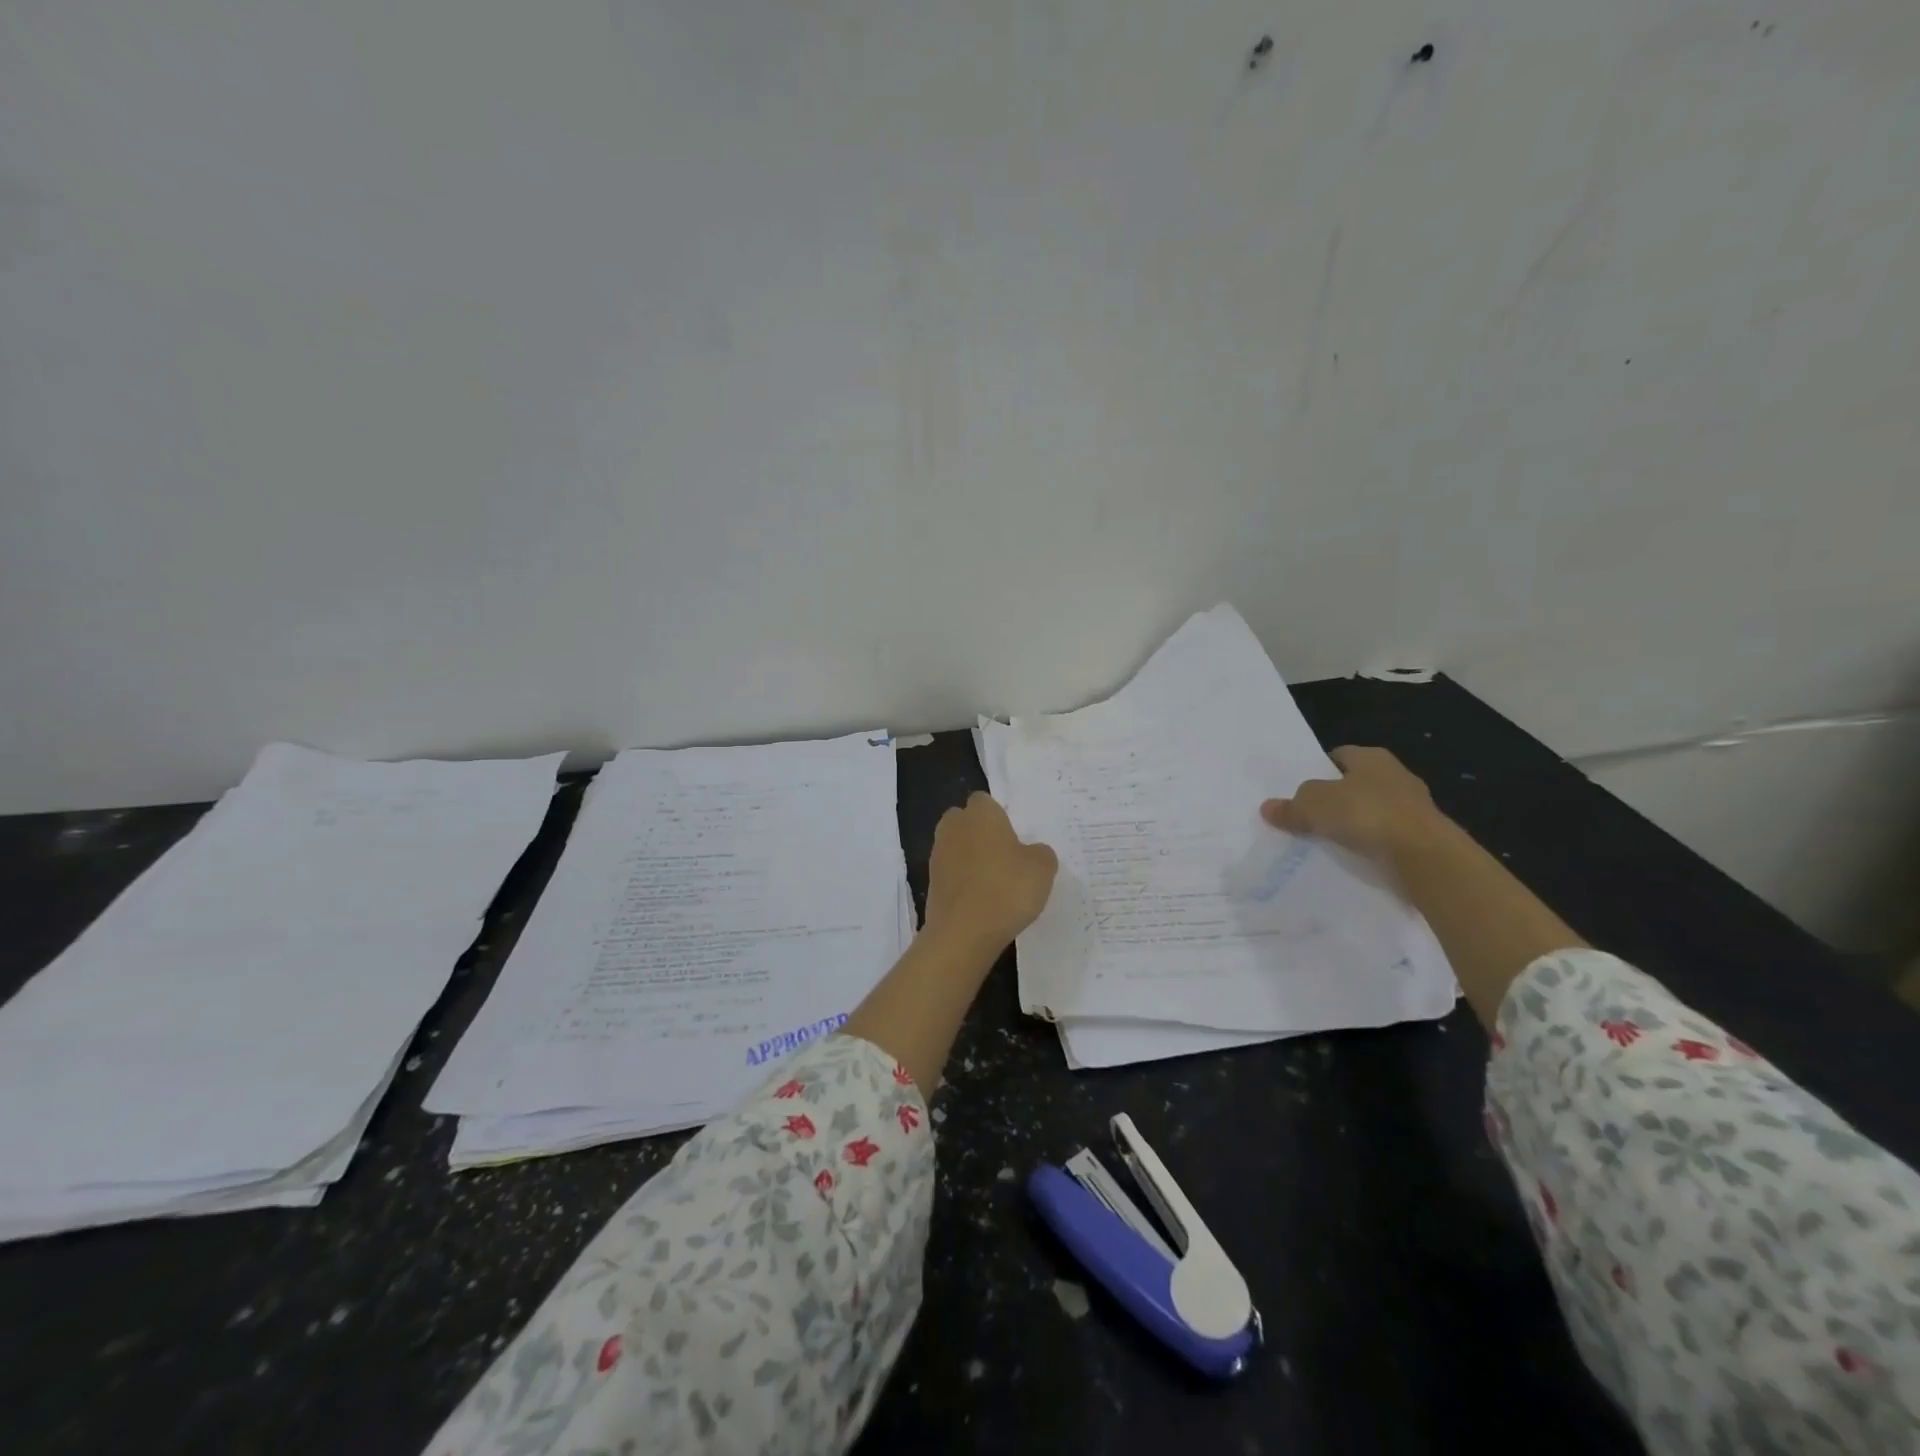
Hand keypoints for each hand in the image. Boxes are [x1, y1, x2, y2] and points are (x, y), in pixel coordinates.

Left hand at [923, 792, 1057, 953]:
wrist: (963, 932)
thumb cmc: (1006, 889)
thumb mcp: (1042, 869)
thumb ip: (1040, 853)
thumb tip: (1031, 852)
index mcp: (980, 813)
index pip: (985, 801)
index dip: (999, 815)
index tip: (1015, 835)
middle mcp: (954, 826)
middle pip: (965, 821)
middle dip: (980, 833)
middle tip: (1005, 855)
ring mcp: (938, 854)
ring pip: (956, 846)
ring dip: (970, 858)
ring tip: (995, 882)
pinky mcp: (931, 882)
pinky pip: (951, 872)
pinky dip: (963, 881)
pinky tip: (981, 900)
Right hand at [1260, 746, 1449, 867]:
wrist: (1425, 855)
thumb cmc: (1366, 814)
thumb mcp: (1314, 806)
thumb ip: (1291, 806)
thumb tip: (1268, 808)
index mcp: (1372, 757)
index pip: (1339, 755)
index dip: (1318, 769)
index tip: (1300, 789)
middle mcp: (1395, 775)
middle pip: (1355, 783)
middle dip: (1335, 798)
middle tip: (1308, 815)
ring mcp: (1413, 807)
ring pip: (1372, 810)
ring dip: (1354, 823)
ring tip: (1327, 839)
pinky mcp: (1422, 836)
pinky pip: (1386, 836)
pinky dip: (1371, 844)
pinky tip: (1353, 856)